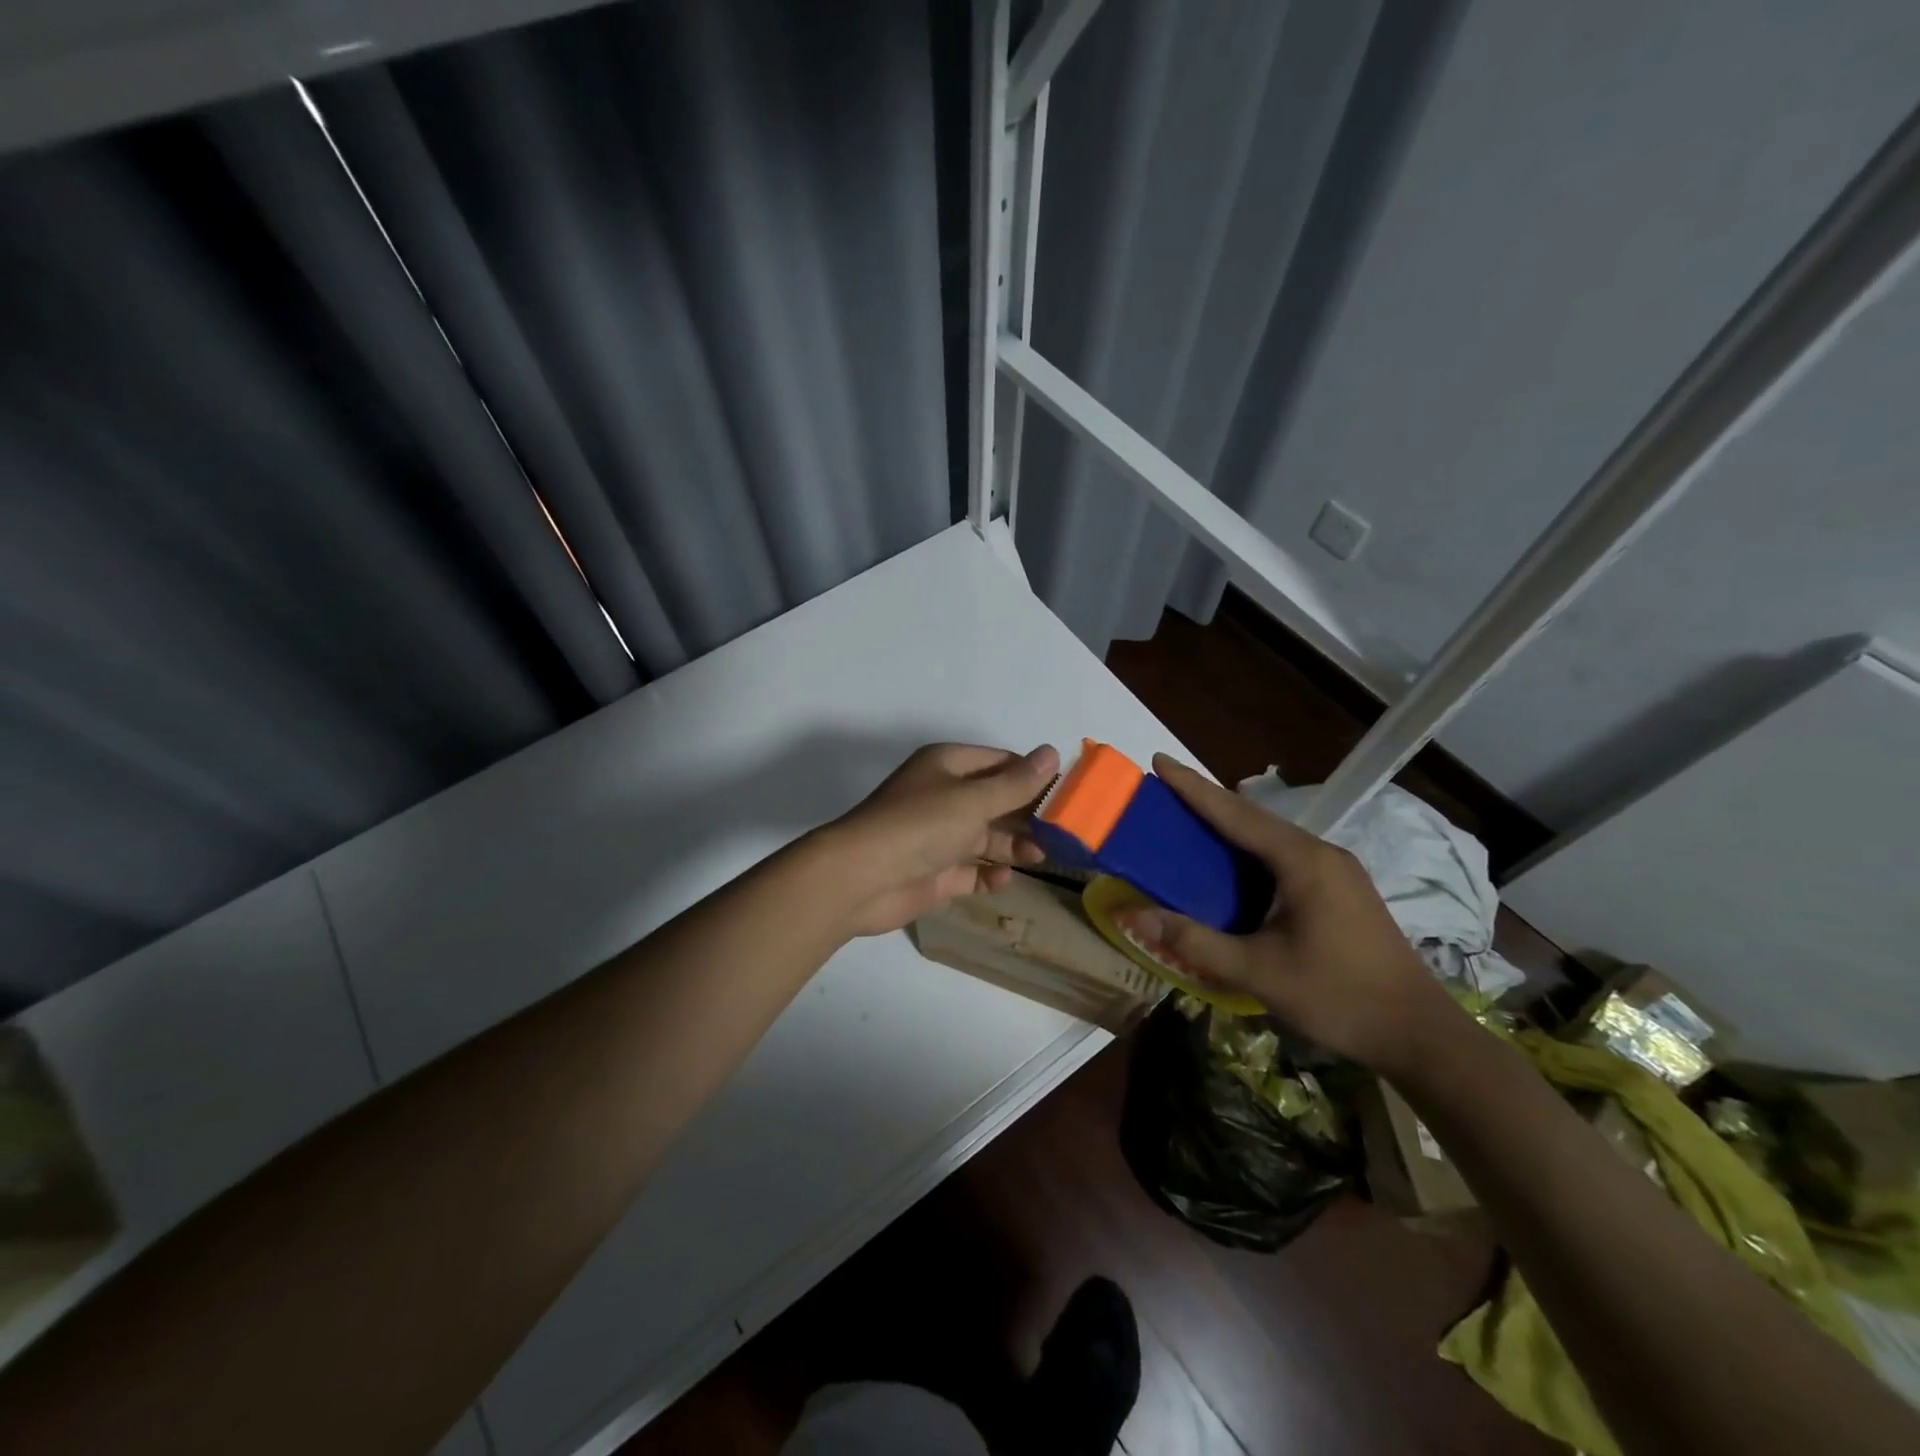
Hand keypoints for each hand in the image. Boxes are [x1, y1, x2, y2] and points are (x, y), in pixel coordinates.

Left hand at [819, 742, 1060, 937]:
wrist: (860, 879)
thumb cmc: (920, 826)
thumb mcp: (973, 800)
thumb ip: (1016, 783)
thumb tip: (1051, 753)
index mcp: (948, 766)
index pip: (1000, 762)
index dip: (1033, 775)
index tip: (1068, 793)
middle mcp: (944, 796)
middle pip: (996, 801)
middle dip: (1027, 815)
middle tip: (1065, 831)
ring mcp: (939, 836)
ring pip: (986, 837)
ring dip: (1014, 846)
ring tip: (1043, 856)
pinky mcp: (935, 872)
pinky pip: (971, 871)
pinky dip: (989, 874)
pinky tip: (1005, 879)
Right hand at [1113, 755, 1458, 1073]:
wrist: (1418, 1034)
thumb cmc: (1338, 997)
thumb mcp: (1259, 972)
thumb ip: (1195, 942)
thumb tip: (1135, 916)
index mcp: (1302, 861)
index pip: (1235, 814)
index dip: (1193, 787)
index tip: (1159, 760)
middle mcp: (1321, 853)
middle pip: (1253, 817)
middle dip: (1207, 801)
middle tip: (1164, 791)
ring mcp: (1337, 869)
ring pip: (1271, 835)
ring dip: (1229, 826)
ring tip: (1188, 821)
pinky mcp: (1341, 888)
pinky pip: (1285, 854)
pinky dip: (1250, 850)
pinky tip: (1231, 864)